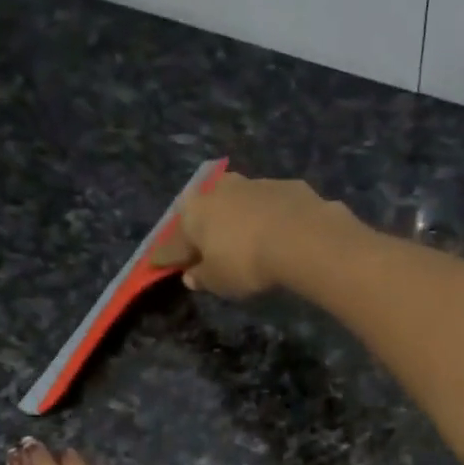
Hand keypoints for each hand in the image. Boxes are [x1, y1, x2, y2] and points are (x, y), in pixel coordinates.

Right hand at [151, 172, 355, 299]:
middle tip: (206, 247)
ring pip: (238, 202)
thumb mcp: (218, 281)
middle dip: (204, 228)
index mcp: (194, 212)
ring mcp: (254, 184)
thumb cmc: (246, 262)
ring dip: (238, 218)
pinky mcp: (287, 186)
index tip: (161, 265)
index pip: (173, 241)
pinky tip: (278, 234)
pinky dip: (269, 218)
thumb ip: (202, 277)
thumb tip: (191, 275)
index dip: (168, 256)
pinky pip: (270, 205)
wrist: (303, 237)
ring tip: (244, 238)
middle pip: (205, 212)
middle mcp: (219, 190)